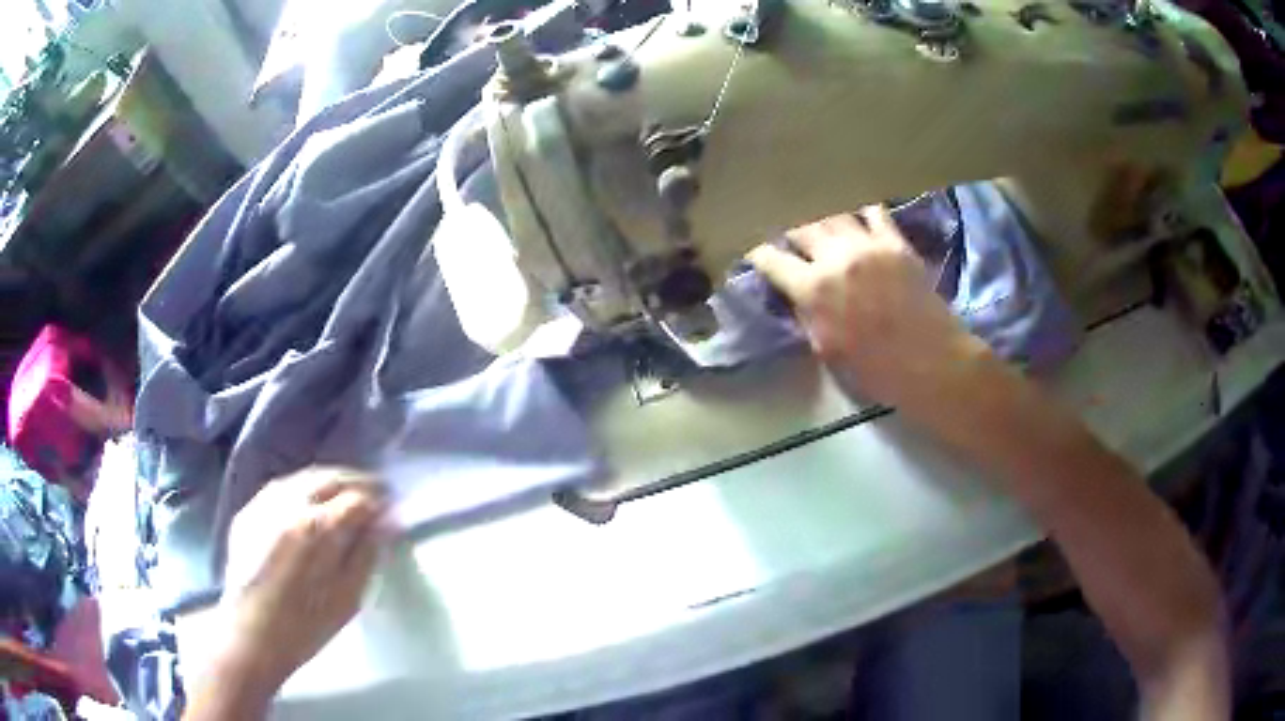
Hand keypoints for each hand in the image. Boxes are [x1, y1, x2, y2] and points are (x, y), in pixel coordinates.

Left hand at [214, 468, 390, 699]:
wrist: (252, 635)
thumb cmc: (306, 626)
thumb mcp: (348, 598)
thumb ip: (367, 554)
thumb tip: (387, 521)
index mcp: (317, 529)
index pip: (357, 499)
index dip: (379, 501)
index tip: (392, 507)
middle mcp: (289, 504)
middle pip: (330, 478)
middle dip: (357, 481)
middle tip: (375, 492)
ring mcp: (264, 504)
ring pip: (304, 477)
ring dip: (330, 480)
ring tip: (347, 492)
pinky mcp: (247, 511)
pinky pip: (281, 487)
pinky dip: (303, 488)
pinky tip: (312, 500)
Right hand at [747, 206, 988, 409]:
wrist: (931, 362)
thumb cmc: (876, 369)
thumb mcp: (828, 349)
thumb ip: (808, 315)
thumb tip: (797, 295)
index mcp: (813, 289)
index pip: (772, 259)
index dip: (759, 254)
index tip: (756, 253)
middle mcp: (835, 257)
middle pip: (800, 226)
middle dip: (787, 228)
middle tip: (785, 231)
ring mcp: (867, 244)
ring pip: (832, 213)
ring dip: (819, 215)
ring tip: (815, 215)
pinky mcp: (895, 242)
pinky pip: (874, 212)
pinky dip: (861, 209)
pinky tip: (856, 211)